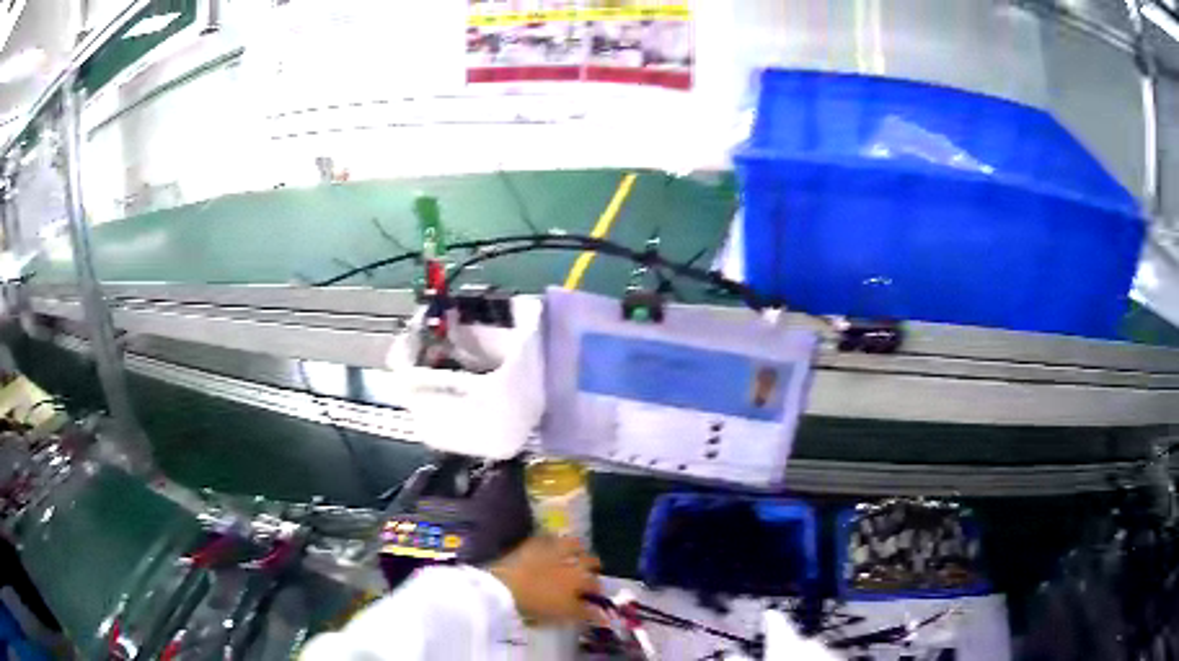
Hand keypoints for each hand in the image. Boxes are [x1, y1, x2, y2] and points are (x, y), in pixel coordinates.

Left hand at [487, 534, 602, 624]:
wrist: (504, 588)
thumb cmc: (536, 605)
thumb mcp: (563, 614)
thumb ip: (584, 613)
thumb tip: (599, 615)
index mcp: (579, 580)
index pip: (595, 584)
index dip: (597, 590)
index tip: (594, 596)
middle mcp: (570, 561)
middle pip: (589, 560)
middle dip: (593, 565)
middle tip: (590, 572)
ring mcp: (551, 550)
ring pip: (572, 544)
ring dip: (578, 548)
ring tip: (577, 551)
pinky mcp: (532, 544)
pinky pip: (548, 538)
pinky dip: (553, 540)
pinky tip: (551, 543)